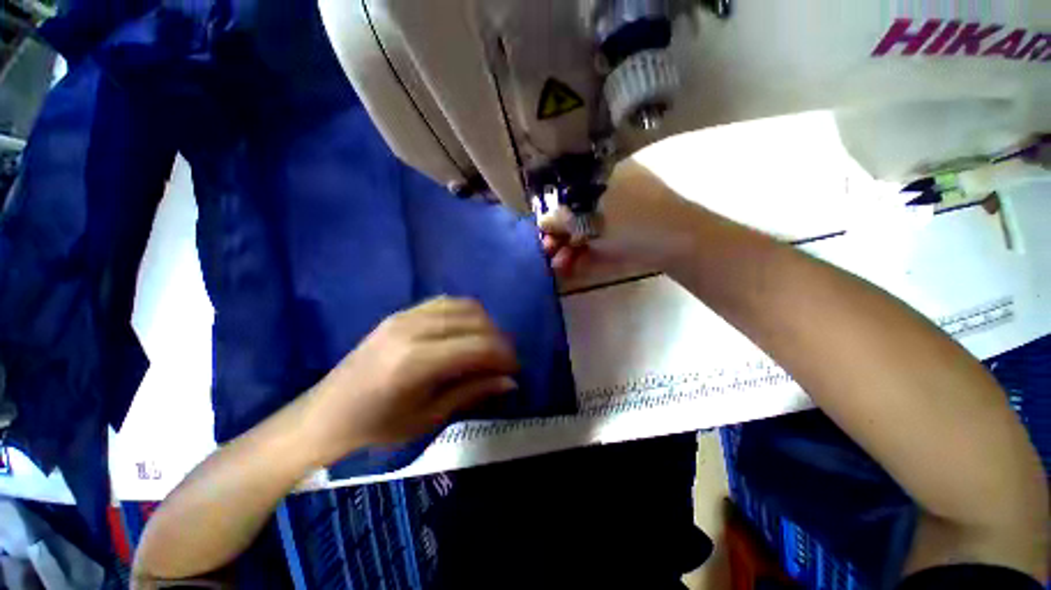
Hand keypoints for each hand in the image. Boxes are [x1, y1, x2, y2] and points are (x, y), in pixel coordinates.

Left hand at [302, 297, 518, 465]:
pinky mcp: (400, 313)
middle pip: (474, 320)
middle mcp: (413, 329)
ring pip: (463, 306)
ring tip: (488, 345)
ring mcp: (405, 316)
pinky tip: (466, 331)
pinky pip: (445, 302)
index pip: (478, 346)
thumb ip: (472, 392)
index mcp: (416, 362)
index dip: (504, 356)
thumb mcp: (427, 418)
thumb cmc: (375, 428)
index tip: (515, 369)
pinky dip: (465, 313)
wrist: (323, 415)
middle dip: (498, 338)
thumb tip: (510, 382)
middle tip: (505, 360)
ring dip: (484, 323)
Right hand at [539, 158, 695, 276]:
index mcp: (604, 176)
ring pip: (589, 231)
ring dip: (572, 249)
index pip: (569, 193)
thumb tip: (542, 222)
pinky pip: (602, 243)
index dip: (554, 216)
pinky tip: (574, 269)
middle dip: (561, 237)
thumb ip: (562, 220)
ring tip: (559, 267)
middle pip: (578, 214)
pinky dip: (588, 255)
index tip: (544, 235)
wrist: (680, 243)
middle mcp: (612, 191)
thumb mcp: (590, 219)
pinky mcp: (629, 235)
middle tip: (549, 254)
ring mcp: (623, 214)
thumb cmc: (631, 222)